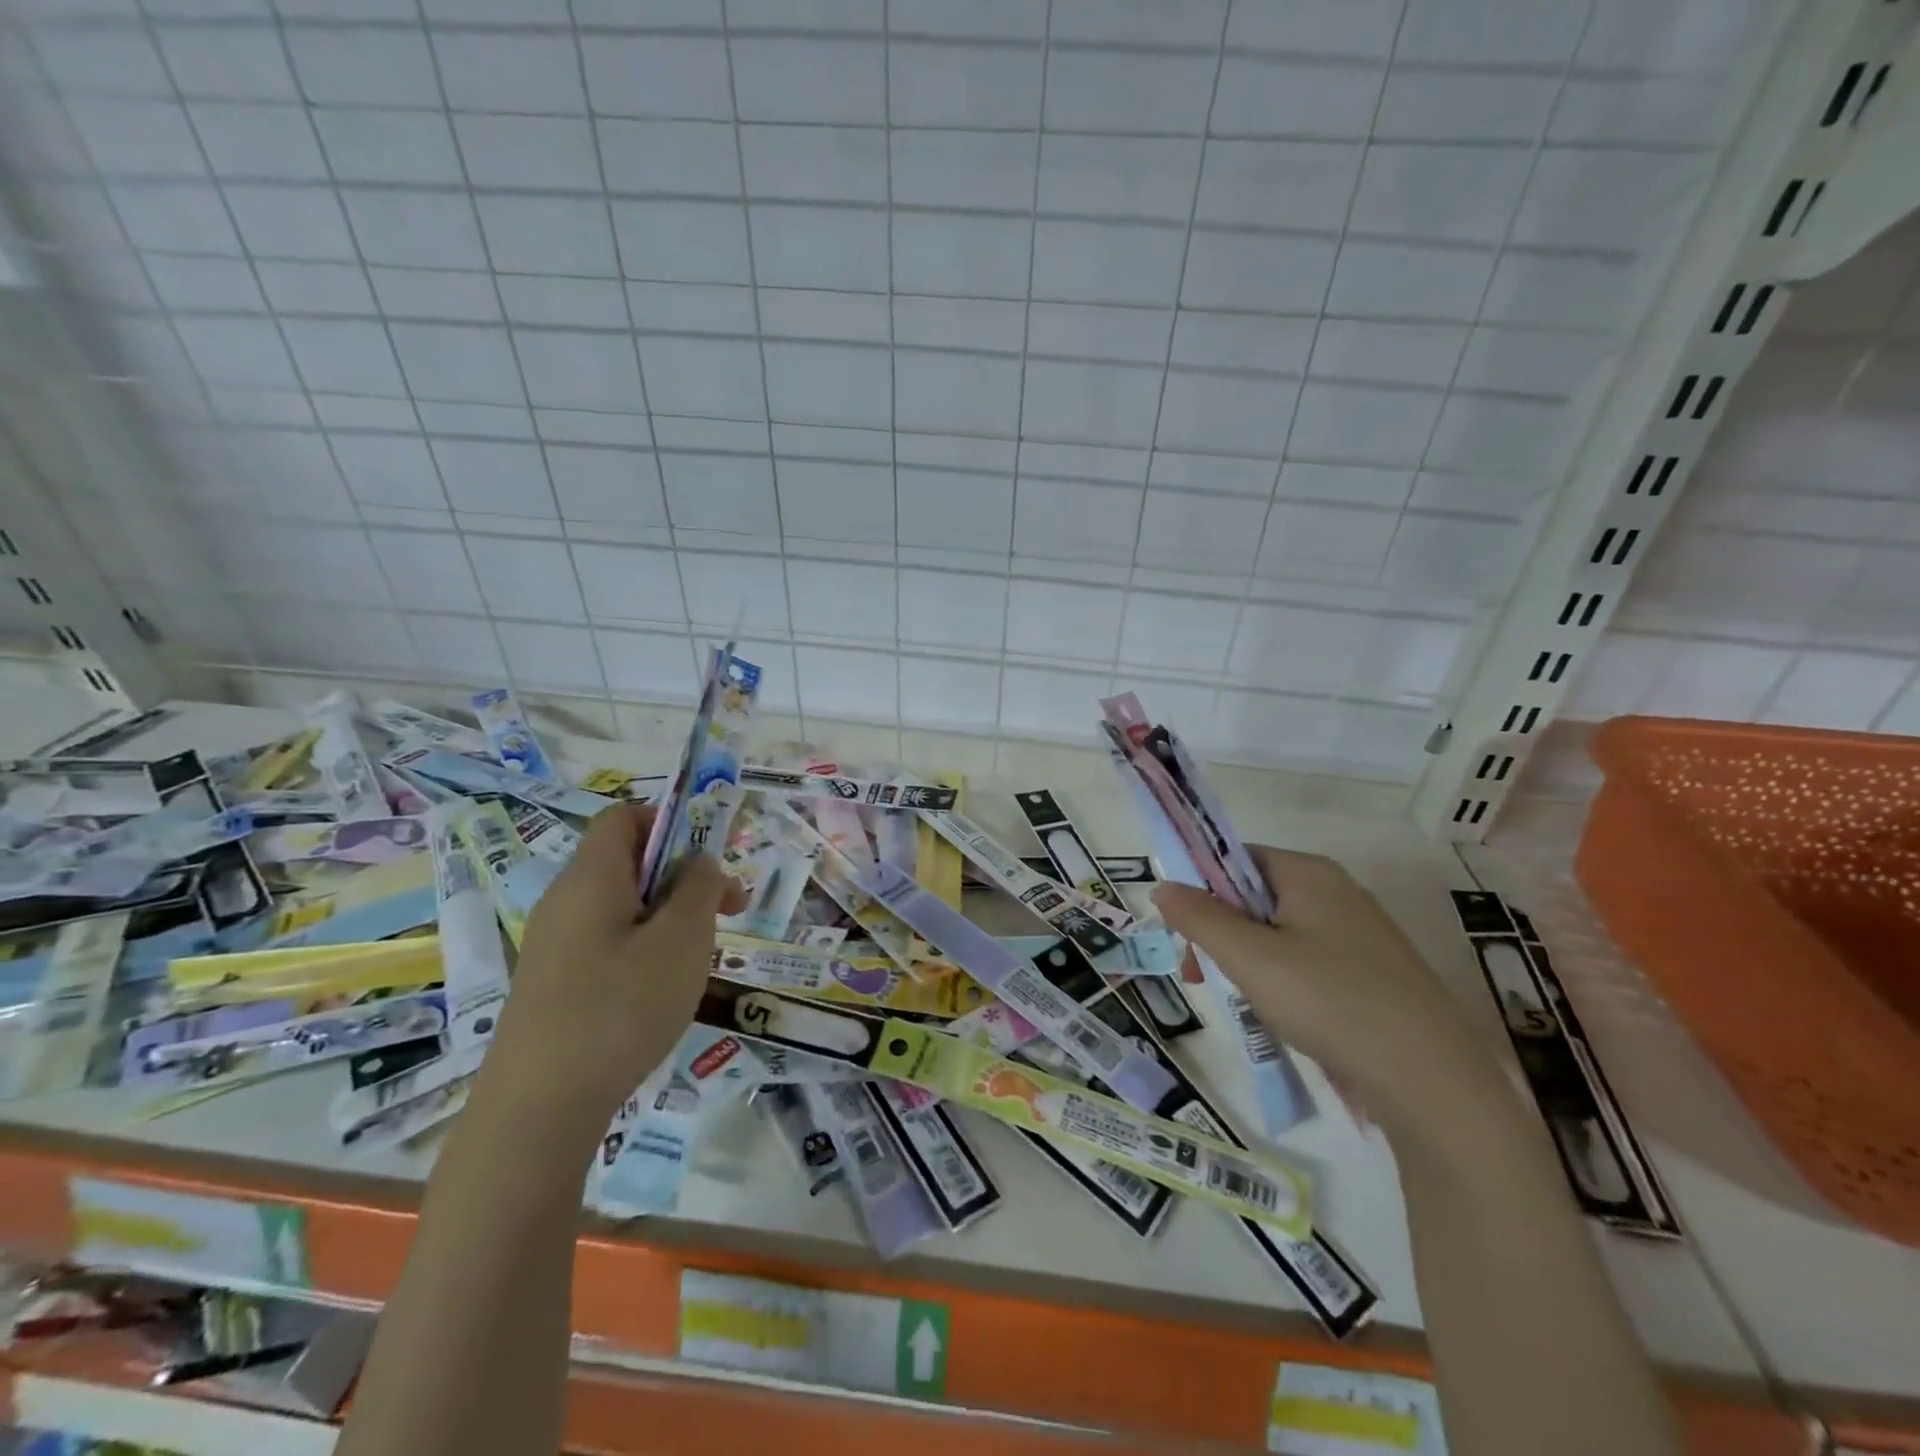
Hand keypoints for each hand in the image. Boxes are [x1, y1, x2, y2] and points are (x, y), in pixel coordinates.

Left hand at [489, 805, 745, 1125]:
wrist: (537, 1110)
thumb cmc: (620, 1007)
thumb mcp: (682, 939)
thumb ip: (699, 887)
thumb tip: (699, 861)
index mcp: (591, 877)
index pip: (624, 817)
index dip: (671, 823)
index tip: (709, 862)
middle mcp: (566, 901)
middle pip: (628, 862)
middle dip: (683, 878)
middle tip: (725, 915)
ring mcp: (554, 945)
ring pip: (623, 907)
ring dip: (669, 918)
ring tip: (697, 960)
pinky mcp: (552, 984)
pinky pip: (607, 943)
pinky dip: (644, 950)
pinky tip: (660, 993)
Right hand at [1153, 847, 1506, 1144]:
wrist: (1431, 1081)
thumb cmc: (1329, 1001)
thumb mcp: (1249, 957)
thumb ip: (1200, 918)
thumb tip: (1163, 886)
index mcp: (1309, 873)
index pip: (1236, 859)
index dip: (1202, 891)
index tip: (1185, 936)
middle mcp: (1338, 892)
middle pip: (1256, 897)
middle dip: (1221, 934)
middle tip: (1202, 979)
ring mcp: (1361, 934)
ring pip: (1280, 933)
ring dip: (1249, 962)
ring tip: (1247, 1004)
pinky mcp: (1375, 973)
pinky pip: (1309, 961)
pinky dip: (1284, 981)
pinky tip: (1286, 1018)